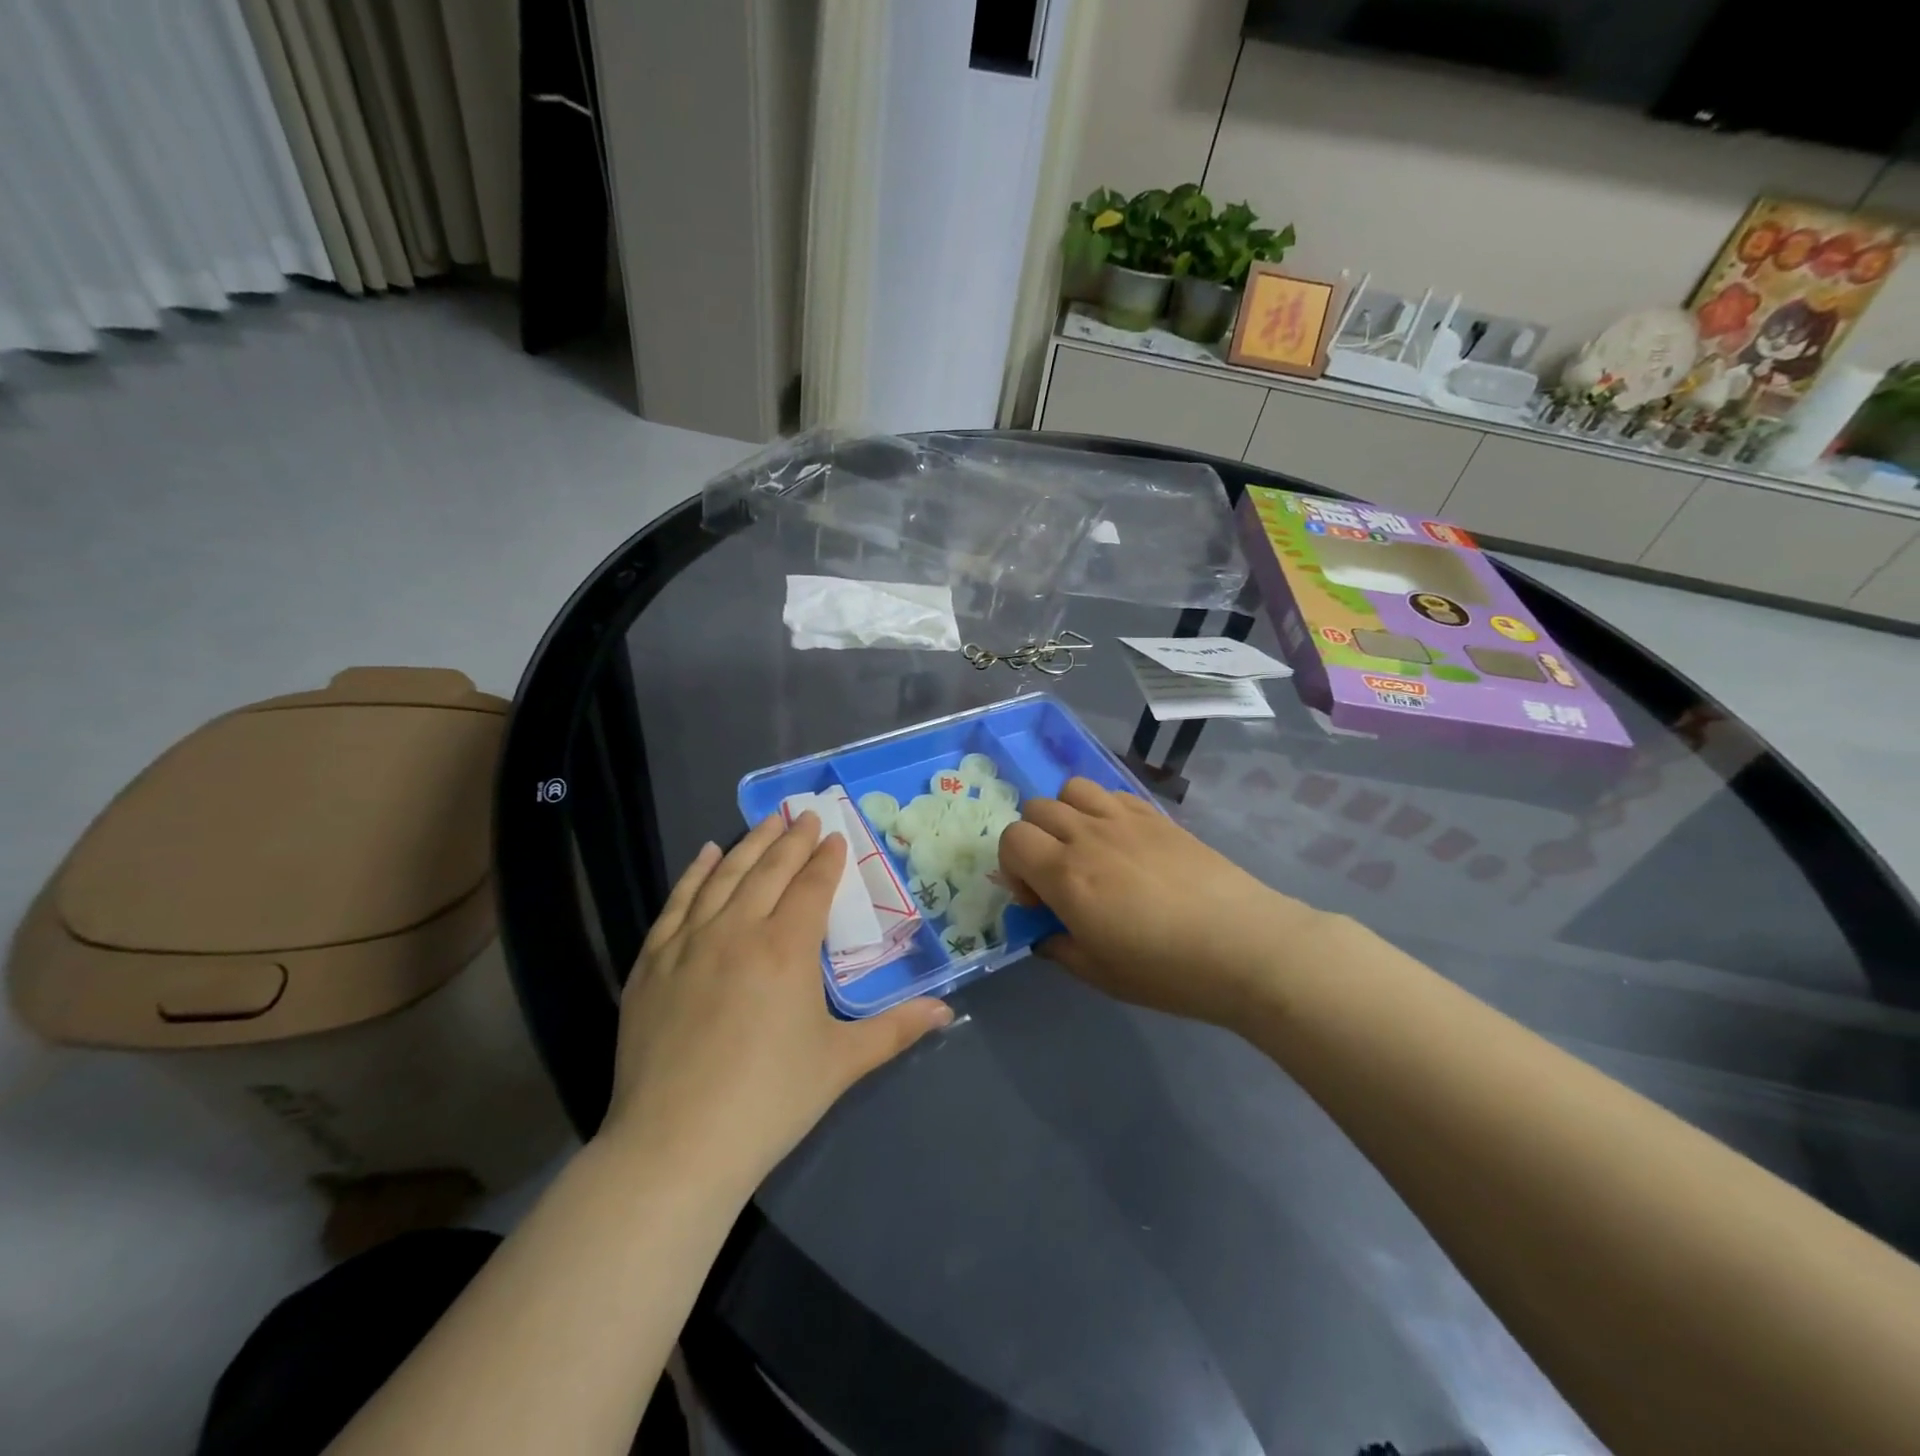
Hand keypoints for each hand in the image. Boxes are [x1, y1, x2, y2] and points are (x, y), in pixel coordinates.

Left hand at [602, 812, 952, 1192]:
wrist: (676, 1146)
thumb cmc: (770, 1101)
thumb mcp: (842, 1062)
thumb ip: (896, 1029)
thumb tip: (947, 1011)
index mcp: (787, 947)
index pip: (811, 886)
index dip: (826, 858)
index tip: (834, 836)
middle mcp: (738, 930)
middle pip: (769, 870)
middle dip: (791, 839)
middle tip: (805, 814)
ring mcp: (689, 943)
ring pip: (724, 876)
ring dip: (749, 844)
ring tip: (766, 822)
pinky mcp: (651, 963)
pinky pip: (677, 903)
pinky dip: (695, 873)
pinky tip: (706, 855)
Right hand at [998, 777, 1324, 1028]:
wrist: (1244, 946)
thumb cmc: (1167, 971)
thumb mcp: (1100, 974)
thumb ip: (1059, 947)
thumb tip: (1045, 932)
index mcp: (1066, 875)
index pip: (1012, 839)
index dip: (1012, 867)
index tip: (1037, 899)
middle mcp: (1088, 836)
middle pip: (1036, 809)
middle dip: (1034, 840)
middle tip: (1059, 876)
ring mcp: (1124, 819)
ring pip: (1071, 789)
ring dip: (1065, 814)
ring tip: (1087, 848)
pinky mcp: (1156, 815)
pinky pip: (1111, 792)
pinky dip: (1101, 808)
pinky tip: (1122, 841)